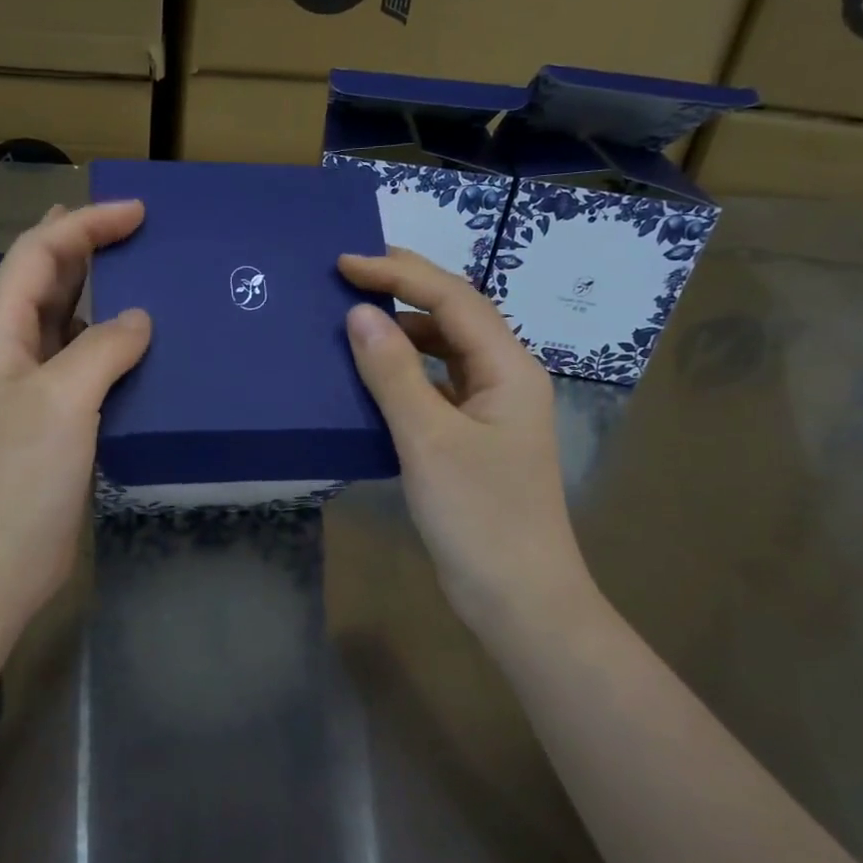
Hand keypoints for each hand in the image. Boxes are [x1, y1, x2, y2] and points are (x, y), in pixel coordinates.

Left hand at [0, 201, 150, 637]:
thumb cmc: (17, 478)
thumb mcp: (61, 400)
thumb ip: (102, 348)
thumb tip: (140, 319)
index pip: (39, 254)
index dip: (85, 224)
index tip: (138, 213)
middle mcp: (12, 352)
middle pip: (49, 281)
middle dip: (91, 249)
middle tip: (145, 235)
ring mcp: (33, 390)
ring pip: (69, 324)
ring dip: (104, 298)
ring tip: (154, 282)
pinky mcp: (55, 424)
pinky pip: (86, 368)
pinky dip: (114, 349)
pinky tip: (147, 350)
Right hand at [338, 249, 601, 637]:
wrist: (518, 598)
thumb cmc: (479, 516)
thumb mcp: (428, 440)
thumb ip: (393, 373)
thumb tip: (359, 314)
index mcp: (508, 368)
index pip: (452, 298)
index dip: (398, 274)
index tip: (344, 264)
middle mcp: (505, 378)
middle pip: (453, 316)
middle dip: (403, 291)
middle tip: (346, 277)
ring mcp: (491, 410)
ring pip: (444, 353)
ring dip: (402, 332)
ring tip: (353, 322)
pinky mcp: (473, 439)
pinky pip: (435, 388)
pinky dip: (403, 374)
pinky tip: (371, 378)